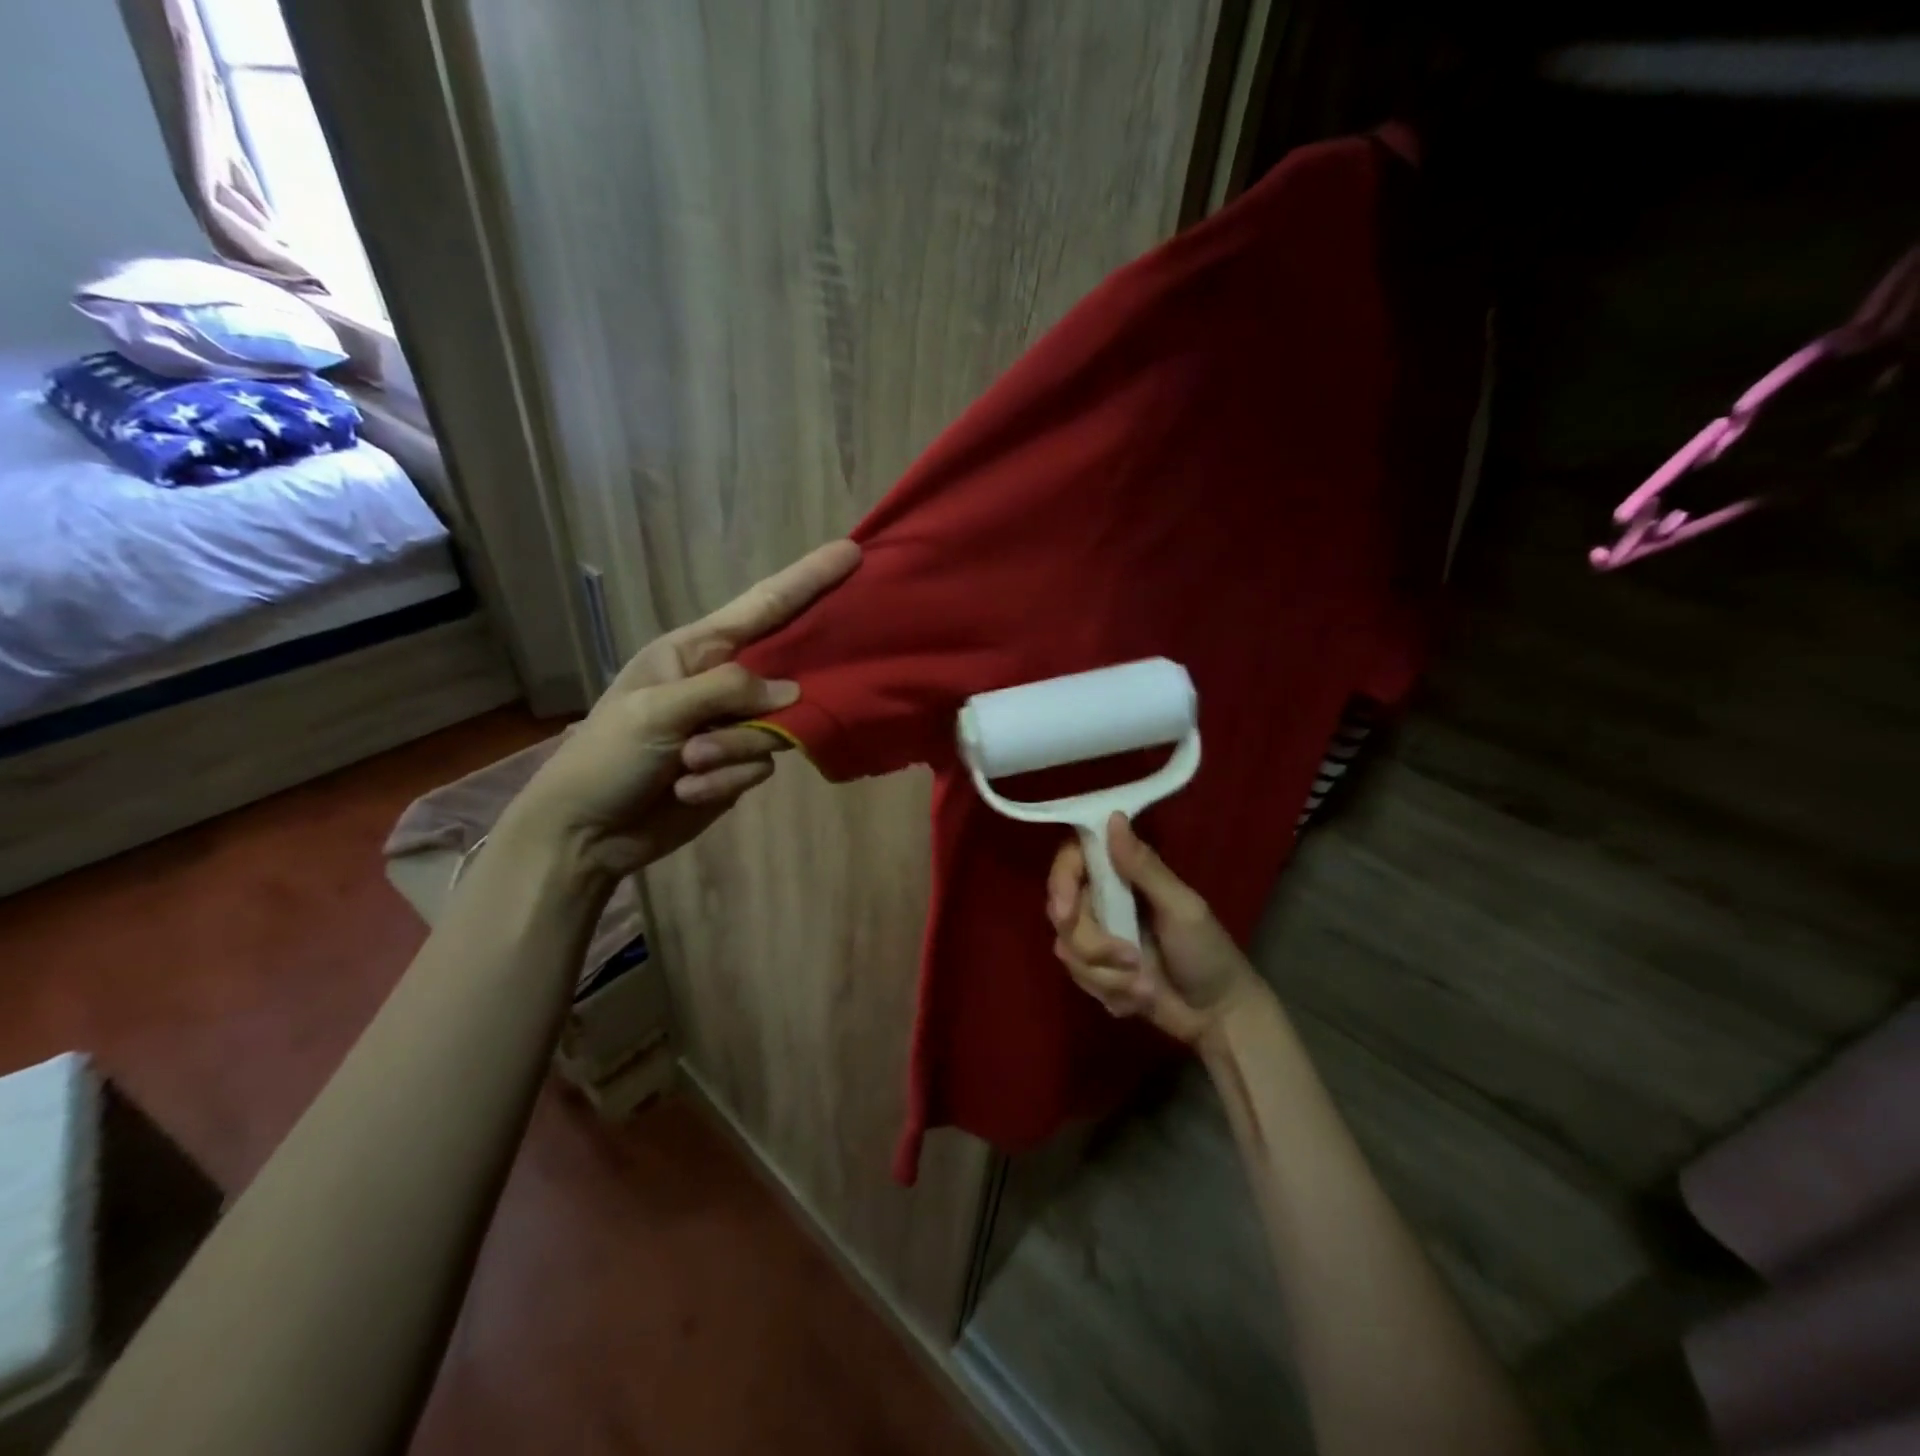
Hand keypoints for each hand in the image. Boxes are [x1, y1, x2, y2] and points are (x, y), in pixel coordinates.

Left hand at [501, 540, 859, 874]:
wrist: (585, 833)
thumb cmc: (606, 757)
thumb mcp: (658, 711)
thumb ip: (727, 690)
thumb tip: (792, 694)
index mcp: (695, 650)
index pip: (762, 607)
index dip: (807, 579)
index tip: (850, 552)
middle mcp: (720, 682)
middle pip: (783, 674)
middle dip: (772, 703)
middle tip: (732, 722)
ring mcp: (732, 726)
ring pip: (776, 728)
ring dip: (734, 752)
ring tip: (687, 766)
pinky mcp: (737, 766)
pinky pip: (762, 766)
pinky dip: (727, 781)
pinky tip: (687, 791)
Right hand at [1047, 814, 1265, 1047]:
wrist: (1219, 1017)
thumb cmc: (1207, 952)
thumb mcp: (1181, 907)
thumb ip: (1143, 868)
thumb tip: (1114, 817)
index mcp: (1122, 876)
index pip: (1071, 862)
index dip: (1061, 882)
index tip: (1066, 912)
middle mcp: (1103, 902)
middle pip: (1063, 913)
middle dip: (1093, 945)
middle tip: (1131, 959)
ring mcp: (1097, 939)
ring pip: (1068, 950)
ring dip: (1108, 974)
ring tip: (1146, 986)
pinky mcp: (1097, 973)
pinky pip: (1080, 980)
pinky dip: (1112, 992)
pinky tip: (1140, 997)